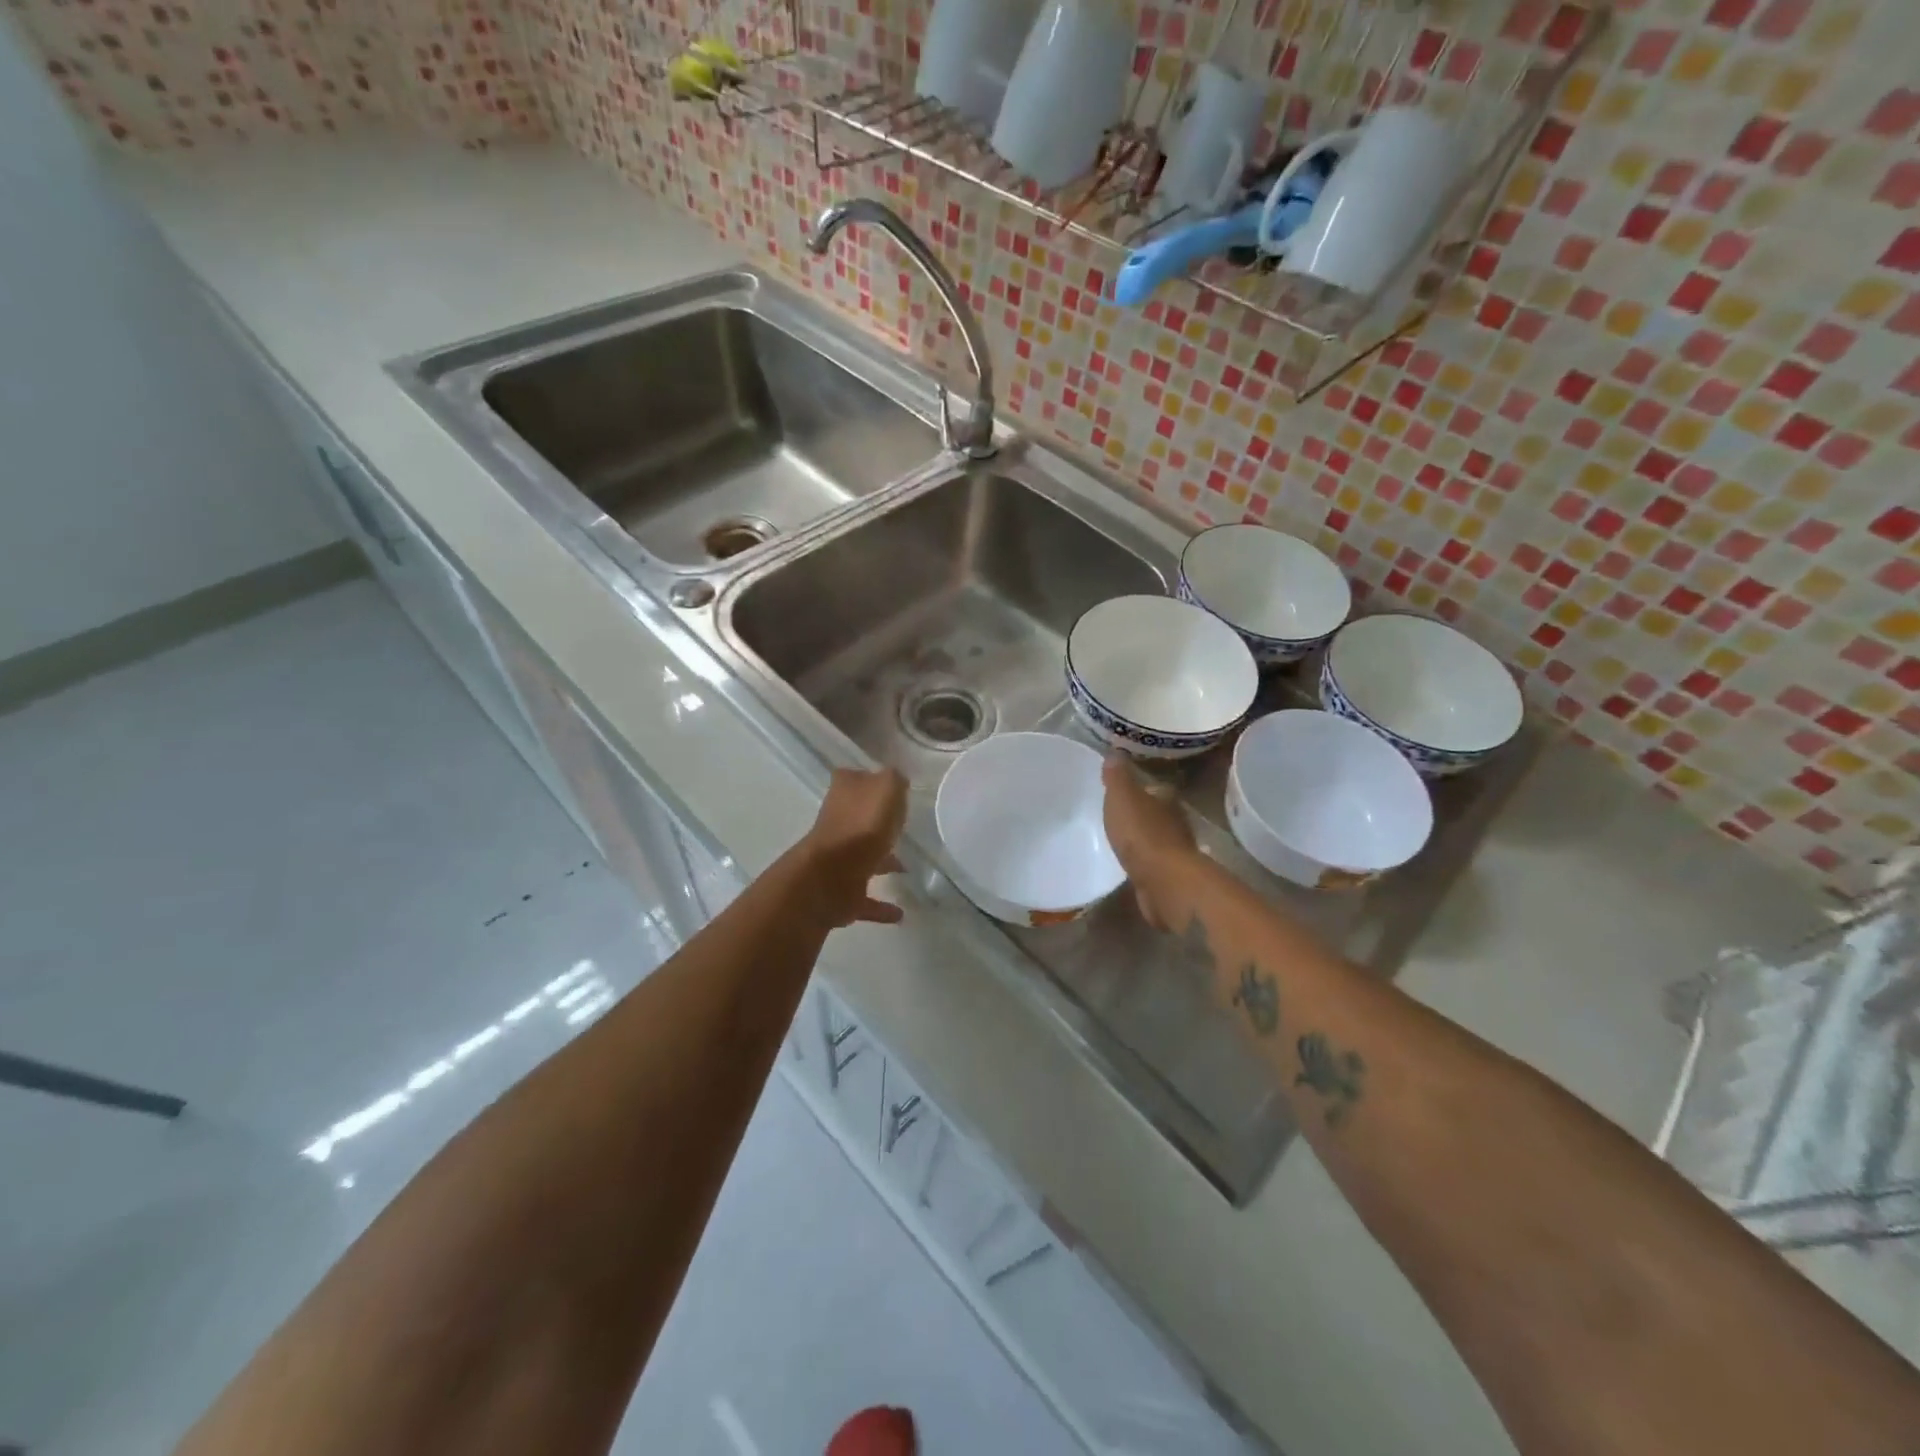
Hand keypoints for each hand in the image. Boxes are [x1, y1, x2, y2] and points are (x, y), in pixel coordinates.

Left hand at [800, 767, 909, 926]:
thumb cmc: (862, 826)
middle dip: (877, 824)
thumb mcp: (887, 787)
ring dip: (882, 863)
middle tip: (903, 828)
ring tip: (907, 869)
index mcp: (844, 793)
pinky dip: (881, 906)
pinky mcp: (841, 891)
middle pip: (858, 819)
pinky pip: (866, 898)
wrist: (830, 876)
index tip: (892, 791)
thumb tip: (896, 781)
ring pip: (863, 857)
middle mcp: (836, 823)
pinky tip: (900, 913)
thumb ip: (895, 780)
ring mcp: (837, 858)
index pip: (856, 779)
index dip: (871, 782)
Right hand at [1102, 757, 1198, 931]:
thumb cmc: (1142, 833)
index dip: (1143, 788)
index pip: (1157, 788)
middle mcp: (1176, 823)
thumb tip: (1116, 750)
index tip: (1126, 789)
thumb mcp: (1123, 797)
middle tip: (1121, 814)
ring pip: (1158, 838)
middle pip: (1159, 813)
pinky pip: (1153, 863)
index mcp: (1167, 799)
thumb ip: (1118, 776)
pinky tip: (1130, 863)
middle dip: (1143, 814)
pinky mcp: (1169, 876)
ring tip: (1122, 839)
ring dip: (1144, 839)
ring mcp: (1175, 851)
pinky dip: (1144, 861)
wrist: (1164, 882)